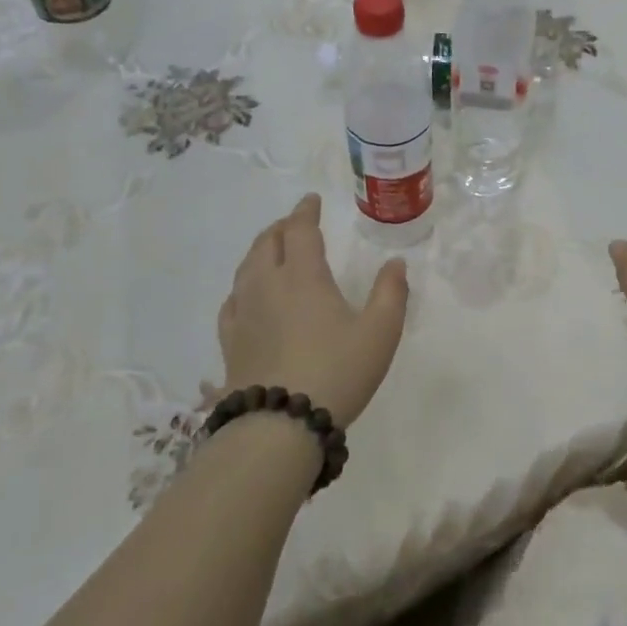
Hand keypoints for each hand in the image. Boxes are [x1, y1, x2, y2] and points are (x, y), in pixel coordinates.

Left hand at [218, 194, 408, 428]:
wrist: (280, 425)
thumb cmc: (337, 372)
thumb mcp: (381, 332)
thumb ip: (391, 293)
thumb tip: (395, 263)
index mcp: (303, 277)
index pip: (301, 231)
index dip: (306, 212)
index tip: (311, 201)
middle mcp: (268, 286)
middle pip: (268, 243)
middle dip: (282, 227)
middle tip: (294, 223)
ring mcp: (244, 314)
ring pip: (246, 268)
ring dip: (260, 250)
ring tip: (271, 249)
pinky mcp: (231, 341)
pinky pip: (232, 300)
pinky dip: (242, 286)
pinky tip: (246, 295)